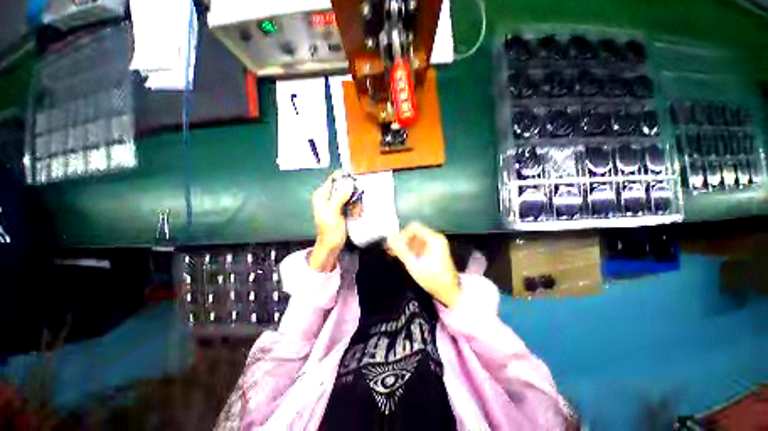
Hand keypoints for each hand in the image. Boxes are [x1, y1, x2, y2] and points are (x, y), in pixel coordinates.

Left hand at [310, 171, 353, 271]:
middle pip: (346, 186)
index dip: (346, 180)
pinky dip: (356, 208)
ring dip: (356, 204)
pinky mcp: (342, 208)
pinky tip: (355, 216)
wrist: (331, 245)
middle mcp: (328, 196)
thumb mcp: (334, 213)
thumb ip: (340, 196)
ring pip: (351, 195)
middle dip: (354, 196)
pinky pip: (352, 203)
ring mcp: (336, 202)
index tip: (356, 187)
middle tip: (356, 206)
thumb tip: (348, 182)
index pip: (334, 178)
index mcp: (322, 194)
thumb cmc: (330, 231)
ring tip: (355, 214)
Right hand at [387, 222, 461, 307]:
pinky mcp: (434, 251)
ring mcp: (436, 244)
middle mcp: (436, 238)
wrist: (449, 292)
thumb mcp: (414, 265)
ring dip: (405, 244)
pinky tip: (403, 256)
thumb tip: (390, 239)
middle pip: (415, 232)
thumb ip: (401, 250)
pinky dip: (411, 249)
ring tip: (394, 253)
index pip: (413, 227)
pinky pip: (420, 245)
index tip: (394, 244)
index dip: (402, 234)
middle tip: (391, 249)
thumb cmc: (433, 279)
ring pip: (416, 239)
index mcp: (433, 239)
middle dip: (402, 240)